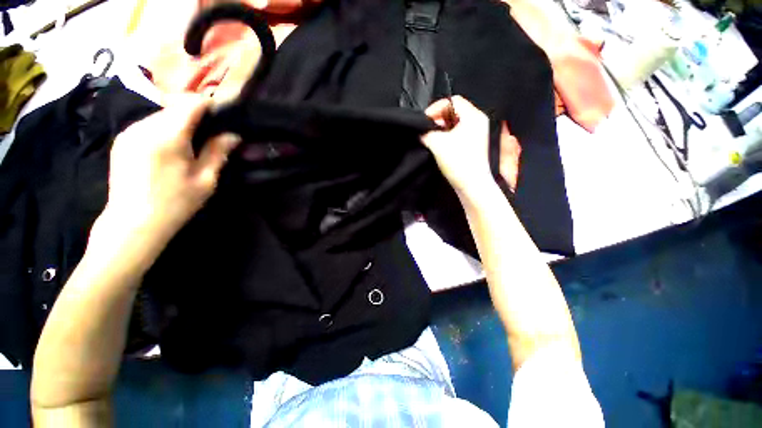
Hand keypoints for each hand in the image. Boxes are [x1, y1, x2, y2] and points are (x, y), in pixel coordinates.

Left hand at [101, 95, 239, 249]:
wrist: (133, 223)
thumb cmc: (176, 203)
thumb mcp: (205, 179)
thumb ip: (218, 152)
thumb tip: (233, 134)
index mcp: (167, 135)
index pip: (191, 103)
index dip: (210, 106)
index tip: (224, 117)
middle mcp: (144, 126)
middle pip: (175, 106)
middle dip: (196, 115)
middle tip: (211, 135)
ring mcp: (129, 132)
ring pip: (161, 114)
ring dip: (179, 123)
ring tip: (191, 144)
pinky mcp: (122, 140)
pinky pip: (148, 124)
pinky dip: (164, 129)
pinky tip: (170, 149)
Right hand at [421, 96, 494, 196]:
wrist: (473, 185)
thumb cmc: (459, 163)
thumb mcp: (437, 143)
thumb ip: (426, 133)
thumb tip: (422, 132)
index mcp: (473, 117)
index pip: (452, 101)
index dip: (436, 108)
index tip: (425, 121)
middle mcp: (479, 123)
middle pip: (454, 113)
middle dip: (438, 120)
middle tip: (428, 131)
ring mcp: (478, 136)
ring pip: (456, 126)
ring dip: (442, 131)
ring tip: (432, 140)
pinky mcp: (475, 148)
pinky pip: (459, 136)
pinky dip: (448, 139)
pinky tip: (440, 148)